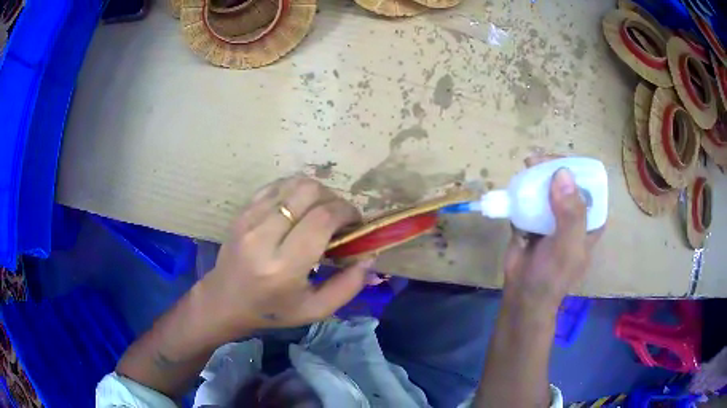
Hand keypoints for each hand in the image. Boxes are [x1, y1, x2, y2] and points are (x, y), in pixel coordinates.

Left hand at [198, 176, 375, 341]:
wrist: (225, 301)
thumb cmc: (272, 310)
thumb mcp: (316, 310)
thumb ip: (348, 285)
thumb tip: (369, 255)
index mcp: (283, 266)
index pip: (322, 218)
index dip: (347, 213)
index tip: (355, 224)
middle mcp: (264, 236)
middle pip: (309, 191)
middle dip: (334, 200)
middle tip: (338, 219)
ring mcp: (249, 219)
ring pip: (293, 183)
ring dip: (316, 193)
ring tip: (320, 213)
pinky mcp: (242, 211)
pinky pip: (277, 185)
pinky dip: (295, 191)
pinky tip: (298, 209)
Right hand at [502, 156, 603, 311]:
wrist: (523, 295)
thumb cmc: (552, 275)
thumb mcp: (568, 246)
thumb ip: (571, 213)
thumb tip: (562, 173)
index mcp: (590, 220)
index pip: (589, 185)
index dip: (576, 170)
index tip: (557, 164)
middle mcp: (573, 215)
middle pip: (566, 182)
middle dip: (552, 169)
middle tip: (535, 162)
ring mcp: (553, 217)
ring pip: (547, 188)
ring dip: (536, 176)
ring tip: (525, 167)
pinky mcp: (533, 220)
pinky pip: (530, 199)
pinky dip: (523, 191)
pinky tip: (516, 186)